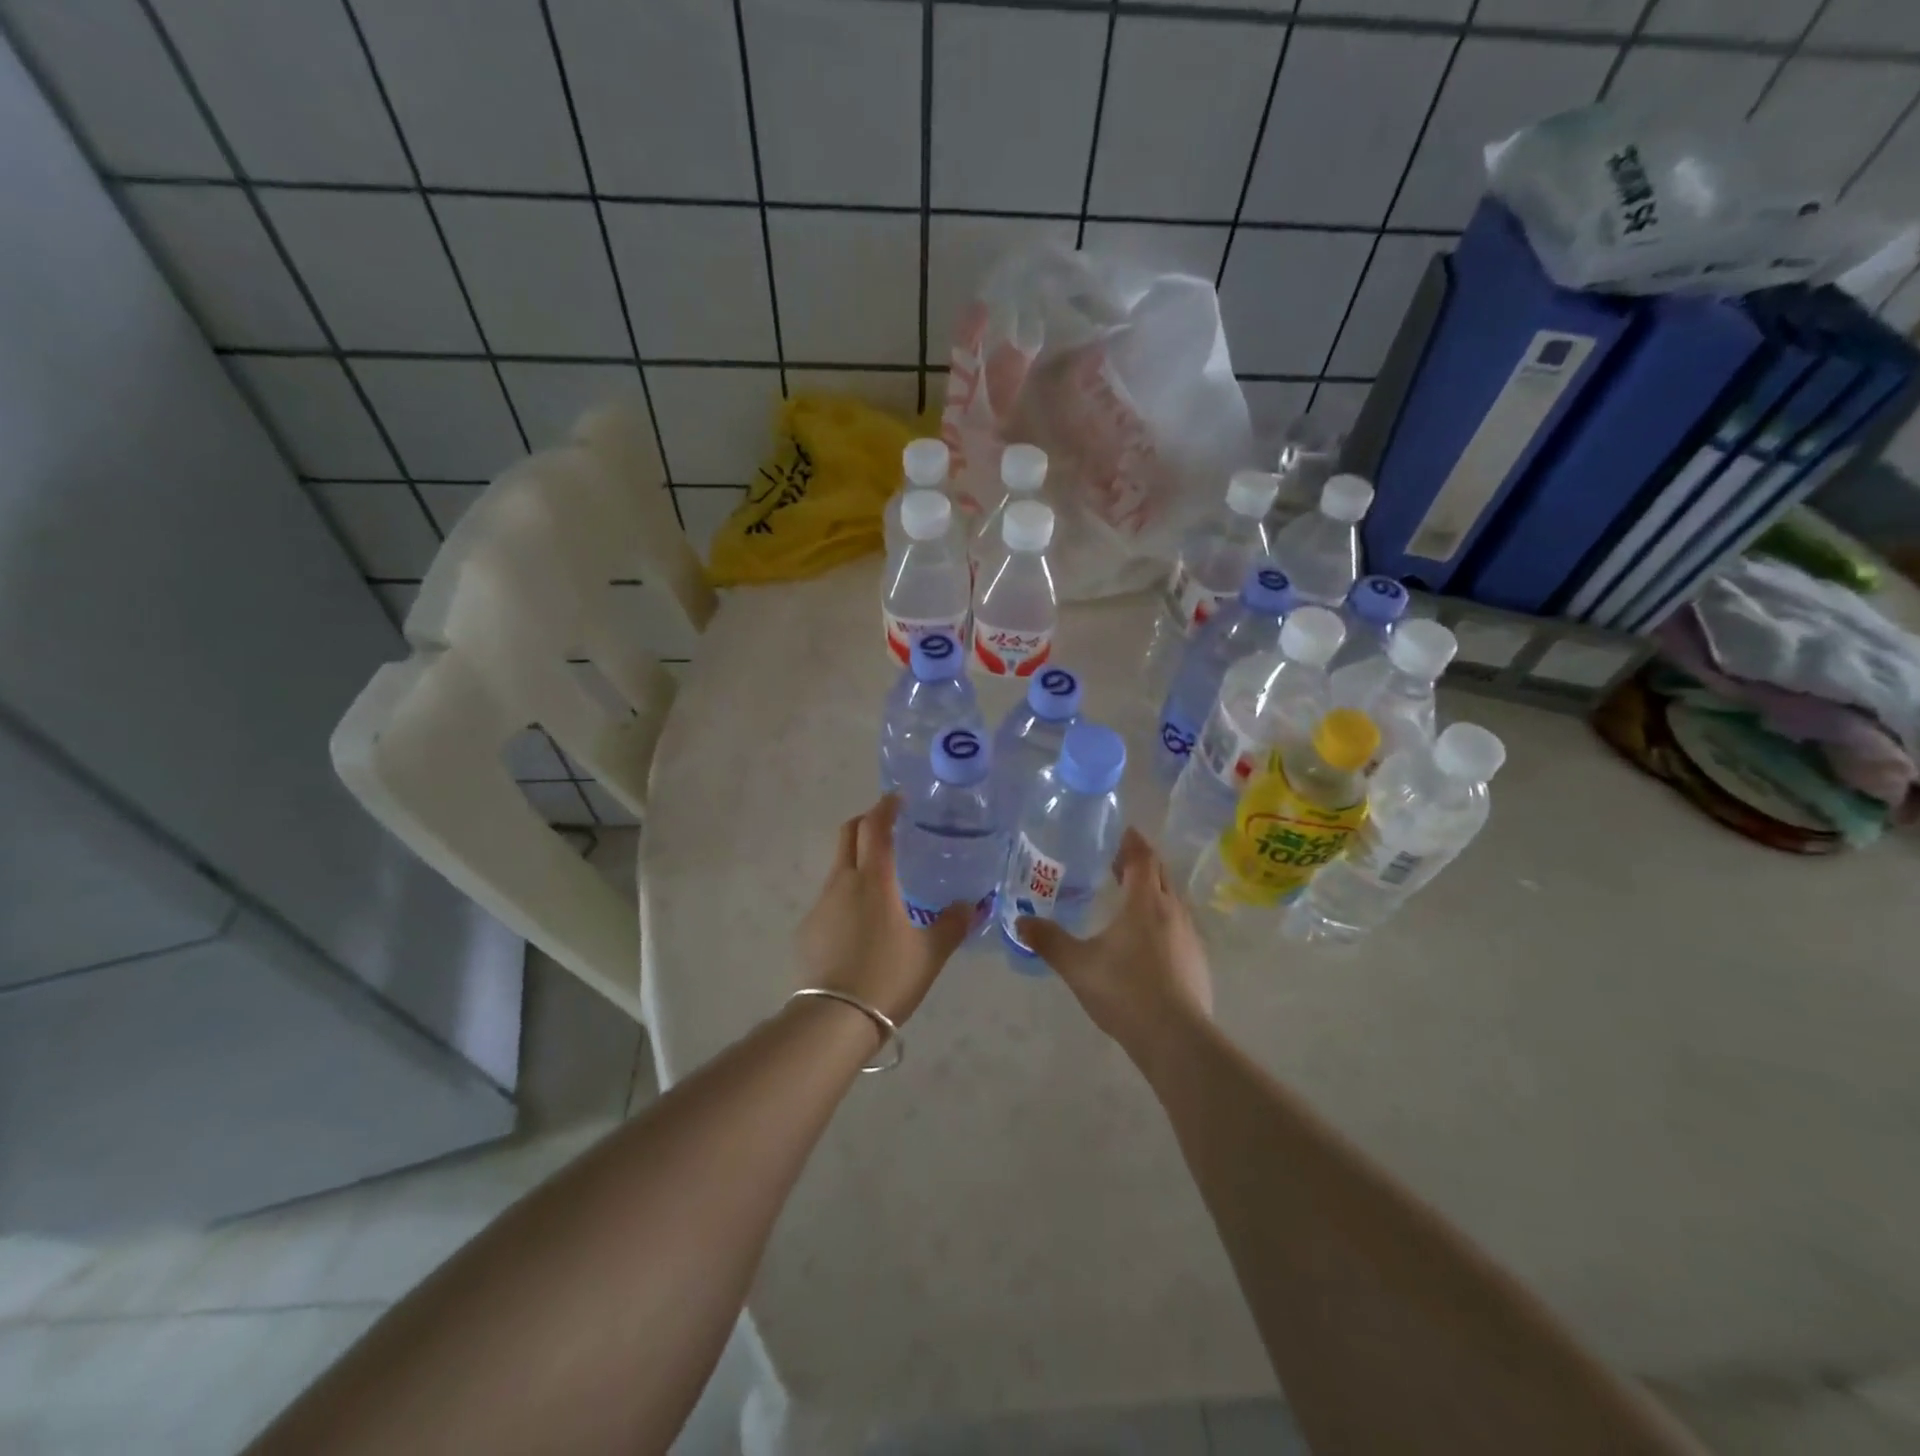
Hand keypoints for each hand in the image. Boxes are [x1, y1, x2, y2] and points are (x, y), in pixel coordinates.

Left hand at [797, 795, 971, 1024]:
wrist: (834, 1020)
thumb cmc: (887, 978)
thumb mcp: (930, 954)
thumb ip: (953, 925)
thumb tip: (972, 905)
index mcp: (873, 880)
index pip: (875, 827)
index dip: (886, 807)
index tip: (899, 798)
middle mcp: (842, 883)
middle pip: (848, 834)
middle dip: (866, 822)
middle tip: (889, 828)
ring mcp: (820, 905)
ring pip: (838, 866)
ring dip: (857, 859)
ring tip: (883, 880)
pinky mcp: (808, 929)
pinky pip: (830, 898)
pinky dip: (847, 894)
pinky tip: (863, 923)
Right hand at [1017, 827, 1212, 1059]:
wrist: (1176, 1038)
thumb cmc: (1125, 990)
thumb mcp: (1077, 965)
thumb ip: (1049, 941)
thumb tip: (1020, 923)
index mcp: (1144, 902)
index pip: (1143, 858)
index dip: (1133, 843)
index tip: (1124, 832)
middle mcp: (1172, 911)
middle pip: (1161, 874)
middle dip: (1142, 863)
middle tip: (1119, 862)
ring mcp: (1190, 937)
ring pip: (1172, 900)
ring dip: (1154, 891)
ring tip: (1130, 899)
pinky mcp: (1197, 961)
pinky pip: (1179, 926)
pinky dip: (1162, 919)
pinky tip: (1147, 941)